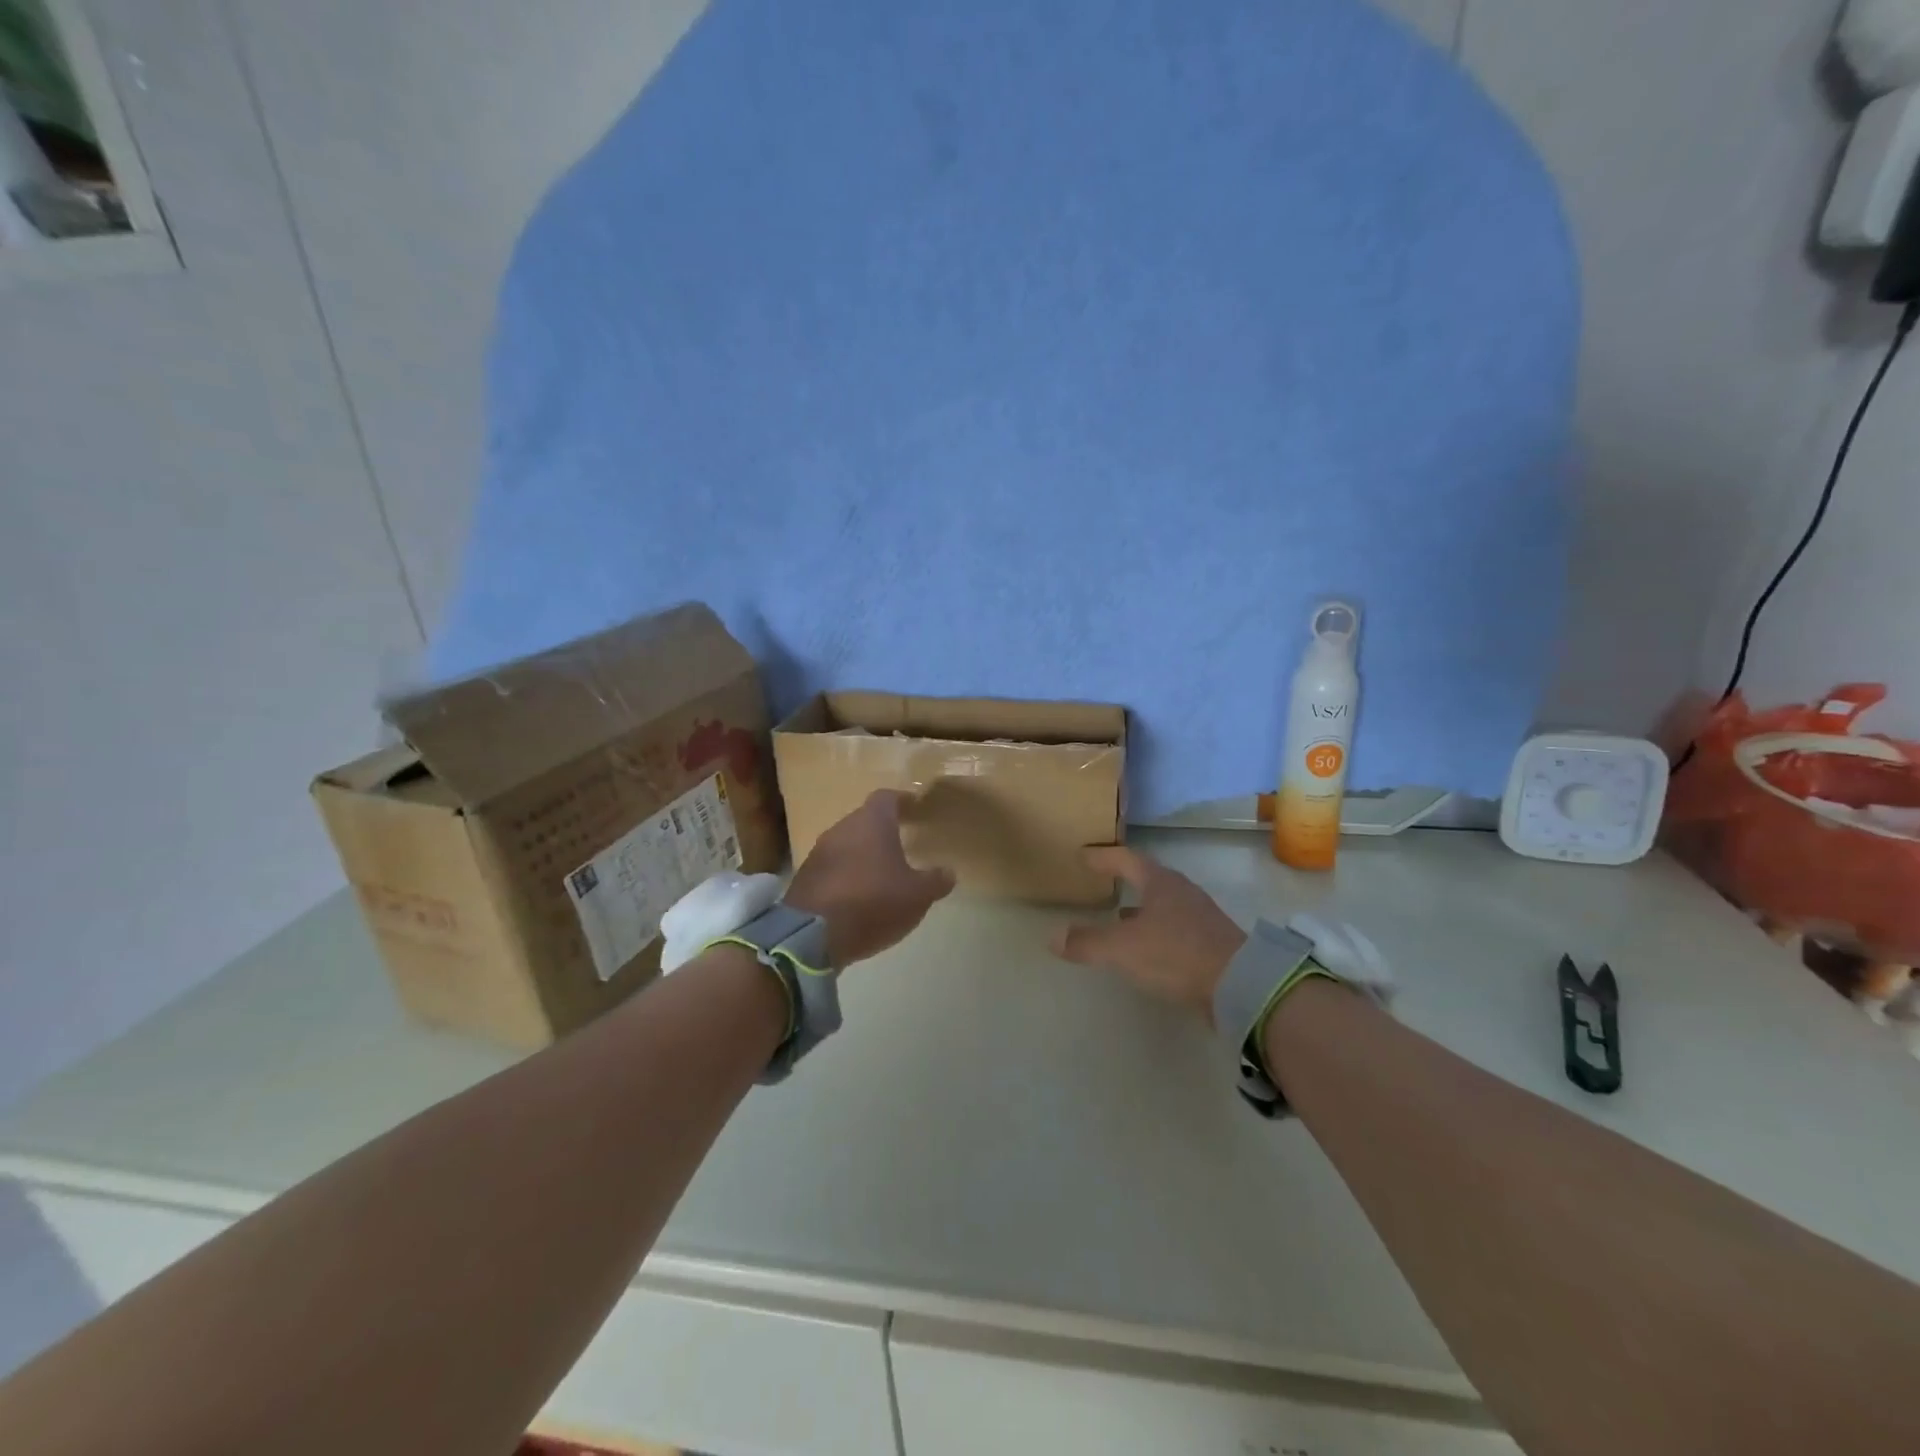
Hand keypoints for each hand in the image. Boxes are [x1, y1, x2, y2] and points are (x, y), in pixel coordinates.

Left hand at [784, 791, 956, 967]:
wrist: (812, 935)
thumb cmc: (873, 902)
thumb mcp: (917, 895)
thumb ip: (935, 881)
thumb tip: (948, 872)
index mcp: (872, 822)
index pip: (887, 798)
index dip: (902, 801)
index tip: (915, 807)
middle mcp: (842, 828)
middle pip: (865, 820)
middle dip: (883, 830)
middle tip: (902, 843)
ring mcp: (820, 852)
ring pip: (847, 843)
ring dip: (863, 854)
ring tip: (882, 872)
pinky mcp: (805, 876)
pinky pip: (833, 867)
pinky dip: (847, 874)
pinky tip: (859, 894)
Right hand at [1050, 847, 1245, 1023]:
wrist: (1240, 985)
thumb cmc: (1175, 953)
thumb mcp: (1123, 948)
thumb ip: (1087, 942)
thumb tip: (1053, 938)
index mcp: (1160, 883)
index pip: (1126, 859)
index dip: (1103, 857)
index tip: (1083, 855)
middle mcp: (1182, 893)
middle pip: (1148, 879)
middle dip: (1125, 880)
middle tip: (1103, 882)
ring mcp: (1200, 917)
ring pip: (1163, 905)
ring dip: (1141, 908)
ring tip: (1119, 916)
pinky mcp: (1211, 942)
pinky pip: (1174, 928)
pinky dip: (1155, 931)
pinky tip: (1147, 947)